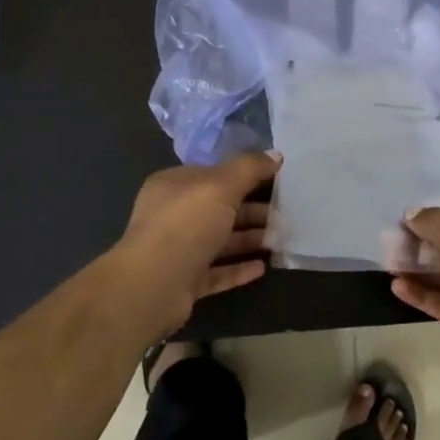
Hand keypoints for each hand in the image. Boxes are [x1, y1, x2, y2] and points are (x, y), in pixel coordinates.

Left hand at [114, 152, 279, 330]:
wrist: (153, 285)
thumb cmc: (186, 224)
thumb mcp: (221, 185)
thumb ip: (249, 168)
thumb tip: (276, 154)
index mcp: (174, 185)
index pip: (213, 174)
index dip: (244, 175)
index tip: (276, 180)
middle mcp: (173, 215)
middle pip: (219, 208)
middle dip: (253, 210)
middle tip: (287, 214)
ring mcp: (177, 250)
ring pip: (219, 241)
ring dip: (249, 239)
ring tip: (281, 240)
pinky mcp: (184, 281)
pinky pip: (216, 271)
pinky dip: (238, 268)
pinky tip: (262, 267)